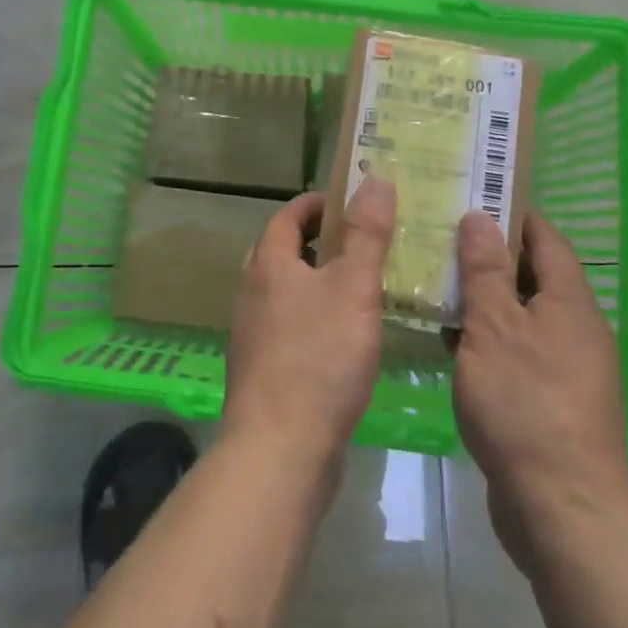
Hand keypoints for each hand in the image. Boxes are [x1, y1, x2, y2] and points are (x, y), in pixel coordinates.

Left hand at [223, 178, 395, 470]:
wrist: (280, 448)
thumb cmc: (318, 358)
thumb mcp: (353, 288)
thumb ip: (366, 234)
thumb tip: (374, 178)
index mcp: (269, 266)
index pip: (287, 217)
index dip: (316, 204)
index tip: (349, 200)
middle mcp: (252, 293)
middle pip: (282, 252)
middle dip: (317, 241)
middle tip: (360, 240)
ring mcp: (254, 334)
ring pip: (286, 292)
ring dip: (318, 281)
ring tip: (360, 285)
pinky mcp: (264, 370)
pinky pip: (290, 326)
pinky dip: (315, 317)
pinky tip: (345, 337)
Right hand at [453, 209, 627, 577]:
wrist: (562, 509)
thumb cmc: (526, 405)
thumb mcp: (495, 328)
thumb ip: (486, 272)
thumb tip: (480, 217)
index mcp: (570, 302)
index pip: (544, 238)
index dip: (511, 213)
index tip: (469, 196)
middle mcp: (575, 328)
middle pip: (531, 275)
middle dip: (487, 254)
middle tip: (436, 236)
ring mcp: (565, 367)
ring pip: (519, 314)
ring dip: (482, 298)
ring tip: (432, 280)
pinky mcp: (549, 399)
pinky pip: (515, 350)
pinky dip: (485, 337)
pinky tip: (447, 339)